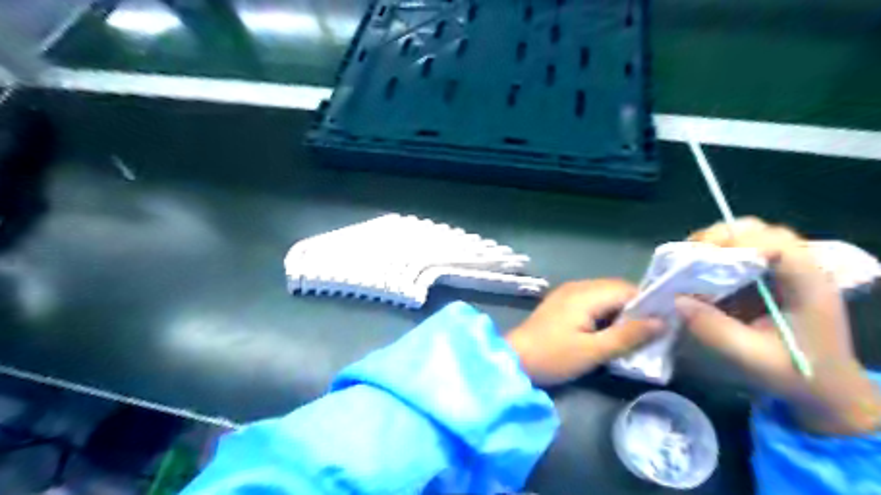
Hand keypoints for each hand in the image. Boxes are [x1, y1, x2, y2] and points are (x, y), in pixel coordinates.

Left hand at [506, 278, 655, 386]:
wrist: (514, 359)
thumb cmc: (553, 356)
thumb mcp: (593, 351)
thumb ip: (628, 335)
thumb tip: (662, 322)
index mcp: (586, 294)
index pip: (628, 289)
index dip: (649, 304)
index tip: (665, 324)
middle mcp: (578, 287)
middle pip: (617, 290)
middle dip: (636, 309)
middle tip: (651, 334)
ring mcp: (567, 293)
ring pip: (605, 296)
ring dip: (621, 312)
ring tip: (634, 336)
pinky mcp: (562, 304)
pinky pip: (592, 302)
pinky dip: (605, 314)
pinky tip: (609, 332)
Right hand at [677, 219, 876, 434]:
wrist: (825, 386)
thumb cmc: (796, 373)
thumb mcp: (753, 358)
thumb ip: (715, 329)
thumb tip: (676, 300)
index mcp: (808, 286)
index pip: (778, 245)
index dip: (738, 243)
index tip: (702, 256)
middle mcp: (799, 269)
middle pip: (761, 232)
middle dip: (721, 237)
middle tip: (690, 255)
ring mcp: (784, 270)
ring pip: (750, 236)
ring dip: (717, 242)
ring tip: (690, 259)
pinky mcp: (768, 276)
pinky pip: (741, 251)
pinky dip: (716, 253)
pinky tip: (698, 268)